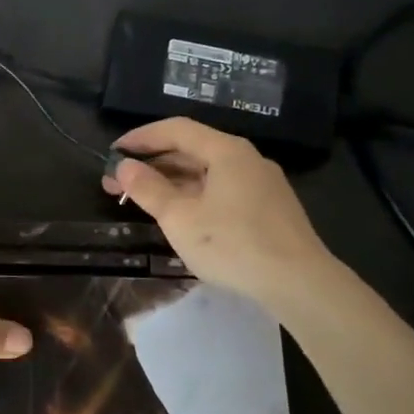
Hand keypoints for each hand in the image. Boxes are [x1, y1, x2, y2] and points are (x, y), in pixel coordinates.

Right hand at [102, 118, 335, 302]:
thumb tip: (125, 166)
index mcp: (226, 151)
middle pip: (192, 150)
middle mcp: (246, 159)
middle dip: (152, 164)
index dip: (141, 138)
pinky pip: (222, 189)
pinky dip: (194, 194)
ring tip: (142, 200)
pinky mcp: (269, 208)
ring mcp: (262, 184)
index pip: (176, 129)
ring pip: (207, 172)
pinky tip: (180, 215)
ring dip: (171, 182)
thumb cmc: (233, 244)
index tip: (113, 152)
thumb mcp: (180, 218)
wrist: (300, 284)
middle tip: (118, 184)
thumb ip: (149, 189)